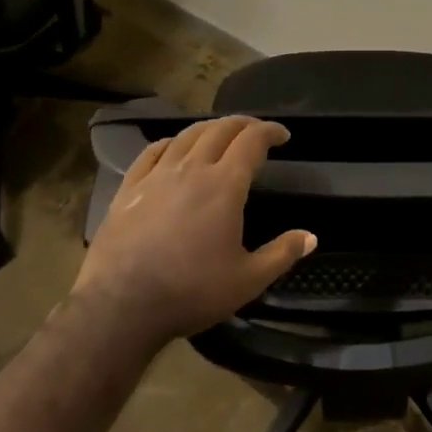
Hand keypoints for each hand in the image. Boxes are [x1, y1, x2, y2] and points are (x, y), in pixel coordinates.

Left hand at [71, 116, 314, 351]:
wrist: (120, 307)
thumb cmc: (190, 292)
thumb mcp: (247, 281)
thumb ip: (281, 254)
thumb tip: (311, 237)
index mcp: (224, 185)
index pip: (252, 141)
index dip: (270, 131)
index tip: (283, 135)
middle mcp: (192, 169)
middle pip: (220, 129)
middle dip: (243, 124)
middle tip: (256, 131)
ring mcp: (157, 176)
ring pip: (187, 136)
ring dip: (210, 128)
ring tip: (221, 134)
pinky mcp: (129, 188)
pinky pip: (152, 152)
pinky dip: (171, 142)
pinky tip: (174, 147)